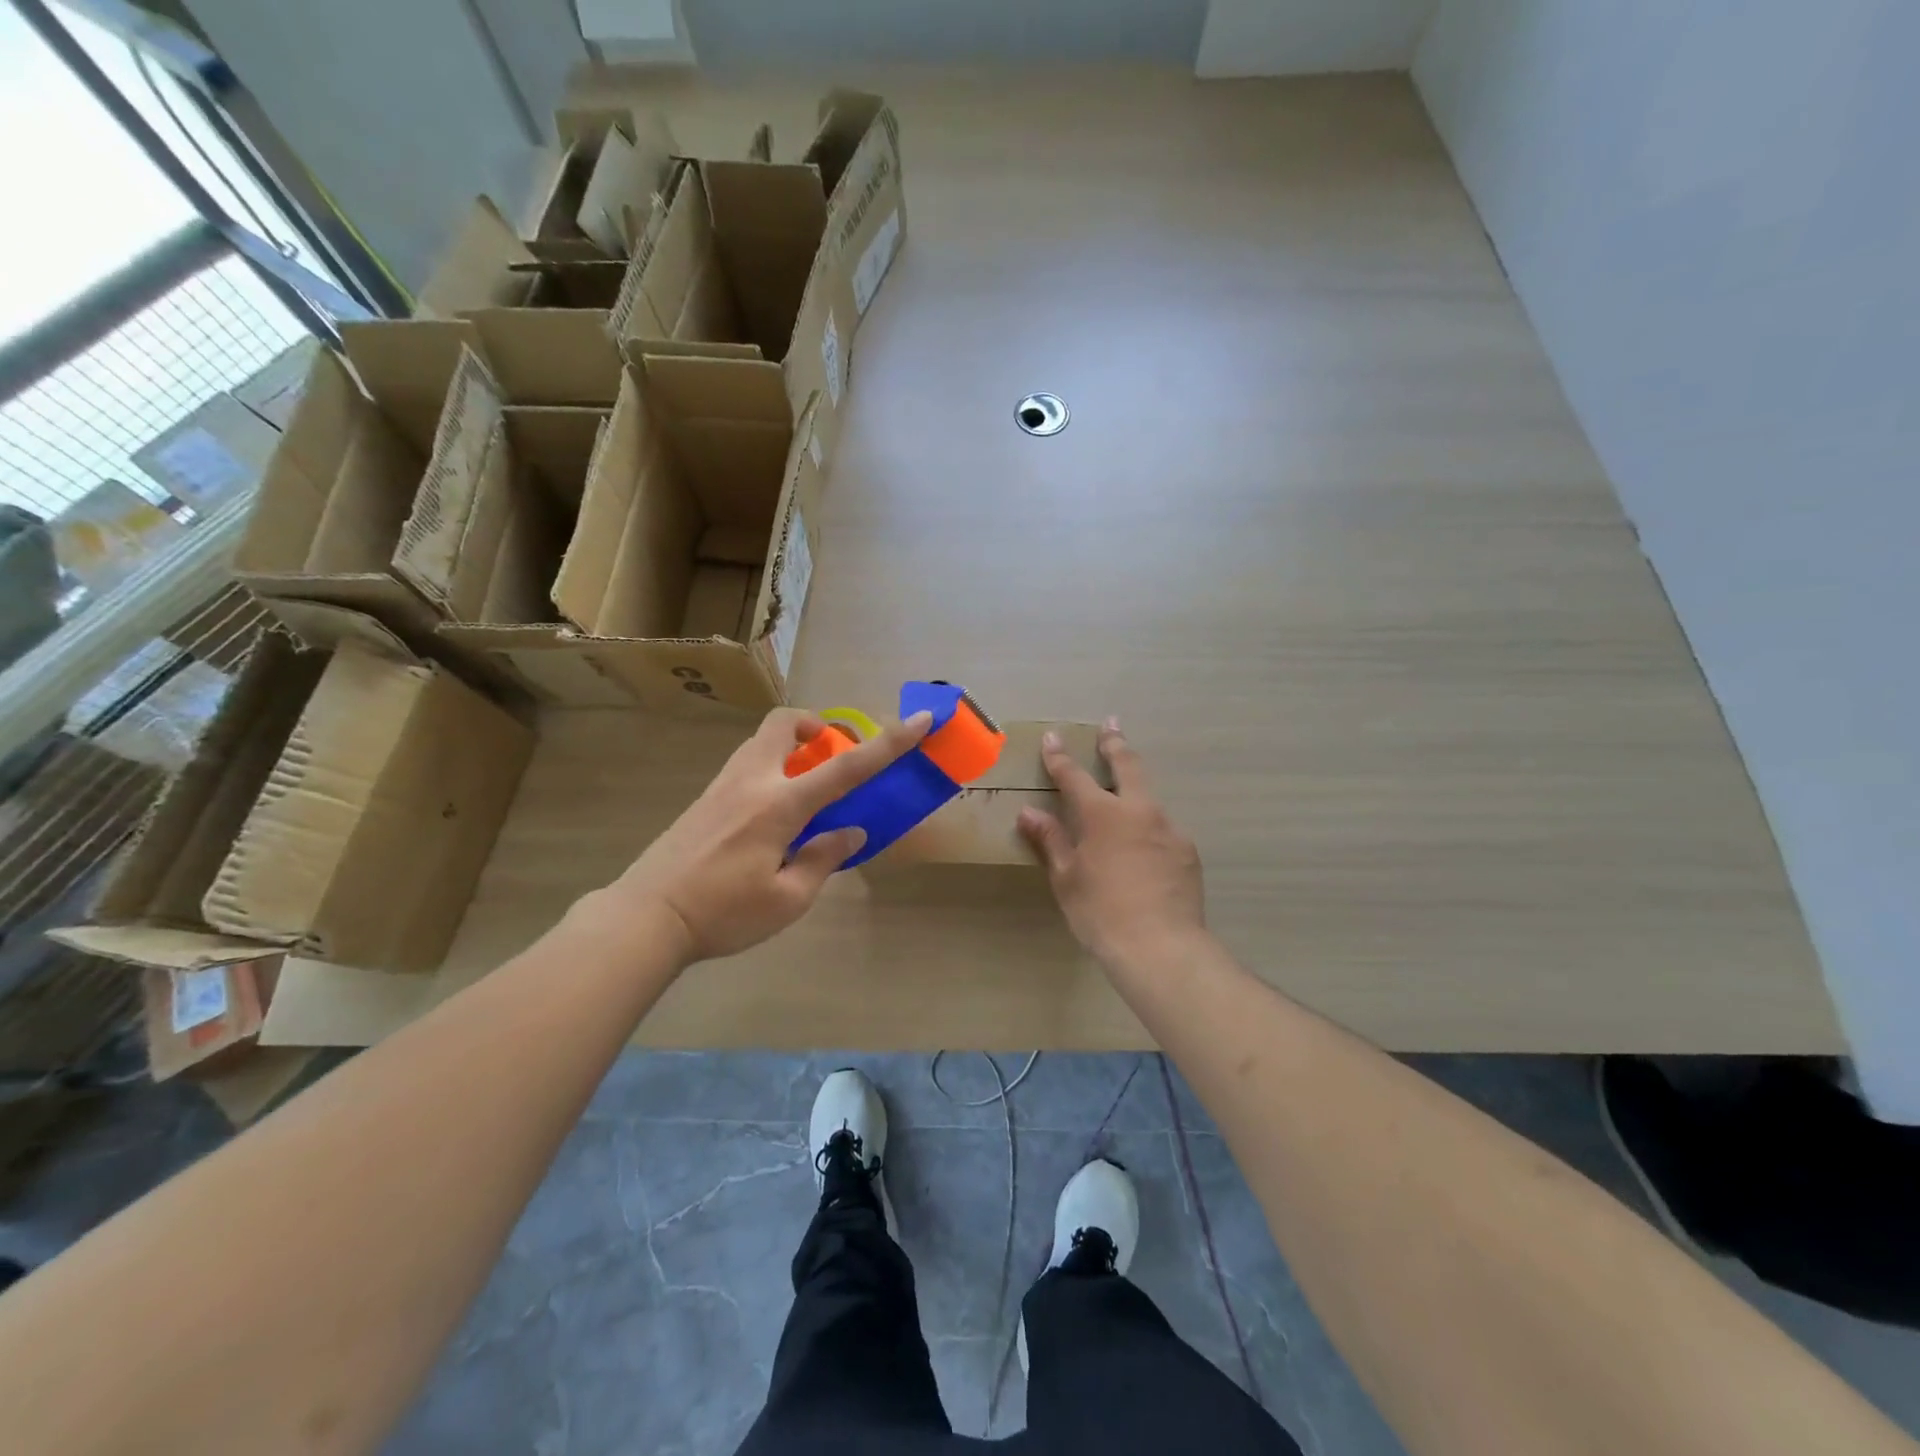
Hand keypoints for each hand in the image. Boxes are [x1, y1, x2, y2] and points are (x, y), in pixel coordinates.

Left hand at [597, 708, 931, 961]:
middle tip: (829, 756)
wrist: (647, 917)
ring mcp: (723, 785)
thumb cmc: (722, 913)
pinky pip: (748, 763)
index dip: (889, 743)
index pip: (846, 767)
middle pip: (785, 723)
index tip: (920, 720)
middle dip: (816, 726)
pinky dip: (772, 768)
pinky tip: (772, 816)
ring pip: (763, 741)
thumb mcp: (787, 899)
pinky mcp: (705, 798)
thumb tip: (850, 832)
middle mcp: (752, 781)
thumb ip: (823, 859)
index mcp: (780, 805)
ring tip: (806, 791)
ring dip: (793, 748)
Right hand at [1018, 719, 1205, 968]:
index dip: (1060, 757)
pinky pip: (1163, 830)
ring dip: (1135, 789)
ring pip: (1150, 798)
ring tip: (1126, 797)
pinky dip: (1149, 829)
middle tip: (1112, 725)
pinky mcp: (1188, 851)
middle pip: (1128, 765)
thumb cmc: (1101, 913)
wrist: (1161, 947)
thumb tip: (1029, 813)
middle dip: (1115, 743)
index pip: (1074, 776)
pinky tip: (1144, 851)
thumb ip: (1050, 840)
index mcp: (1103, 814)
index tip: (1053, 738)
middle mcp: (1140, 811)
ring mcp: (1169, 829)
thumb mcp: (1066, 878)